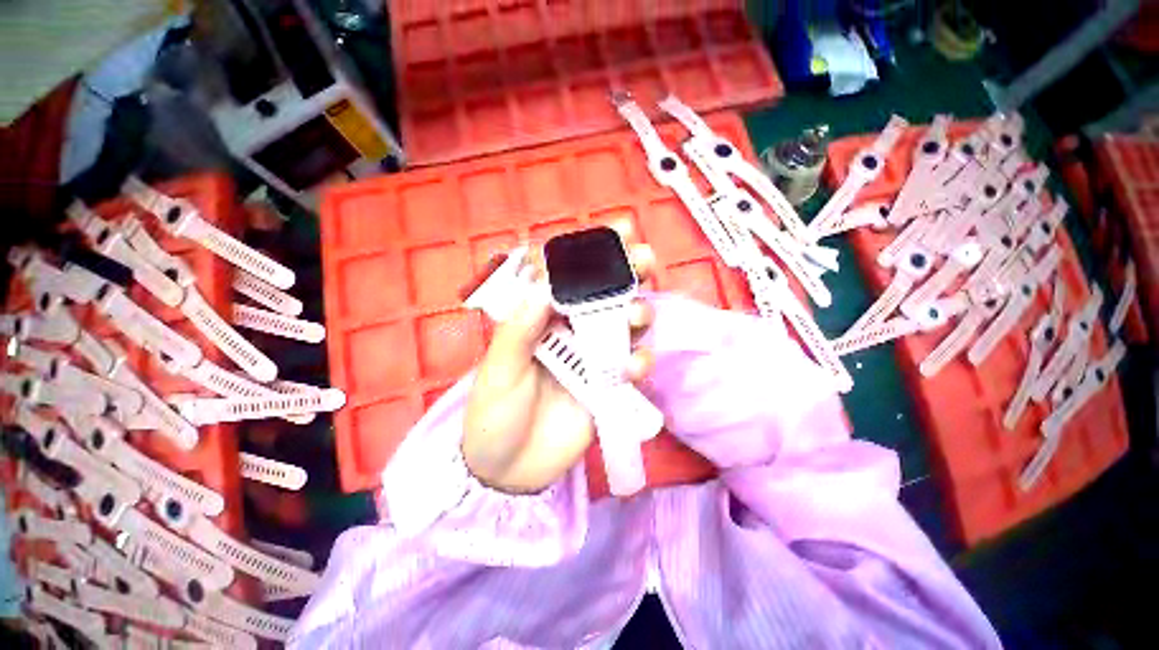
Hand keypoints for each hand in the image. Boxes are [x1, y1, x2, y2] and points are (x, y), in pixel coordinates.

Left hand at [462, 224, 654, 493]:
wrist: (507, 474)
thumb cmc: (492, 418)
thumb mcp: (498, 373)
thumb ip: (520, 331)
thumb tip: (544, 284)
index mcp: (534, 321)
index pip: (563, 276)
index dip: (589, 252)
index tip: (615, 232)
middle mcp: (565, 333)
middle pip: (601, 294)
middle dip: (625, 271)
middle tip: (644, 258)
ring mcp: (588, 361)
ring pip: (622, 325)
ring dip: (637, 312)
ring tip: (636, 317)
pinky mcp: (606, 390)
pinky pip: (630, 367)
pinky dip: (639, 361)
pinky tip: (633, 367)